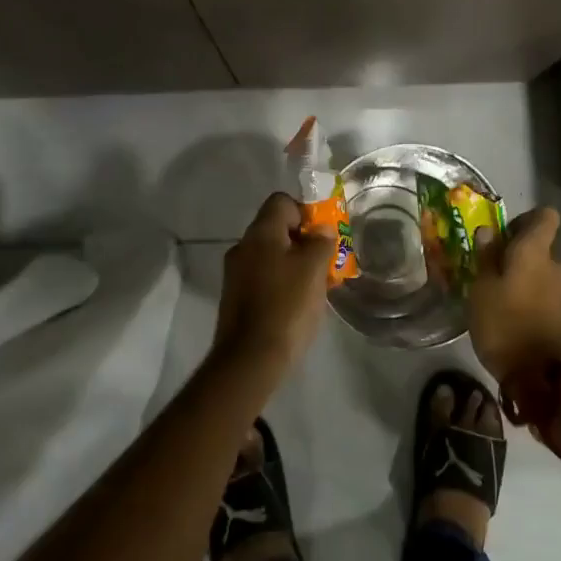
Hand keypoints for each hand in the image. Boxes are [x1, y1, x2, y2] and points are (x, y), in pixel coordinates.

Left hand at [212, 192, 335, 377]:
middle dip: (303, 240)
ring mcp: (235, 273)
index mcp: (260, 233)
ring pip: (270, 255)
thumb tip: (321, 229)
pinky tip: (297, 303)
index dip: (306, 212)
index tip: (323, 235)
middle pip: (276, 228)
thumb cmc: (287, 306)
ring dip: (293, 263)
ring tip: (316, 285)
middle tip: (325, 261)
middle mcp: (243, 246)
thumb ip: (321, 242)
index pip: (282, 201)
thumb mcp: (314, 269)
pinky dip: (281, 282)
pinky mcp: (235, 298)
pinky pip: (263, 277)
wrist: (250, 359)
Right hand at [467, 207, 560, 384]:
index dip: (526, 219)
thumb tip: (489, 231)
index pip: (545, 217)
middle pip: (540, 249)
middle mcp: (557, 267)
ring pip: (543, 276)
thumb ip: (486, 258)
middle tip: (490, 274)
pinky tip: (514, 322)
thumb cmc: (504, 325)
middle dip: (518, 257)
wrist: (542, 379)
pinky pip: (547, 299)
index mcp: (536, 253)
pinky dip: (533, 303)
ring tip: (499, 302)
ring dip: (524, 282)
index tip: (504, 234)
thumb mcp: (481, 290)